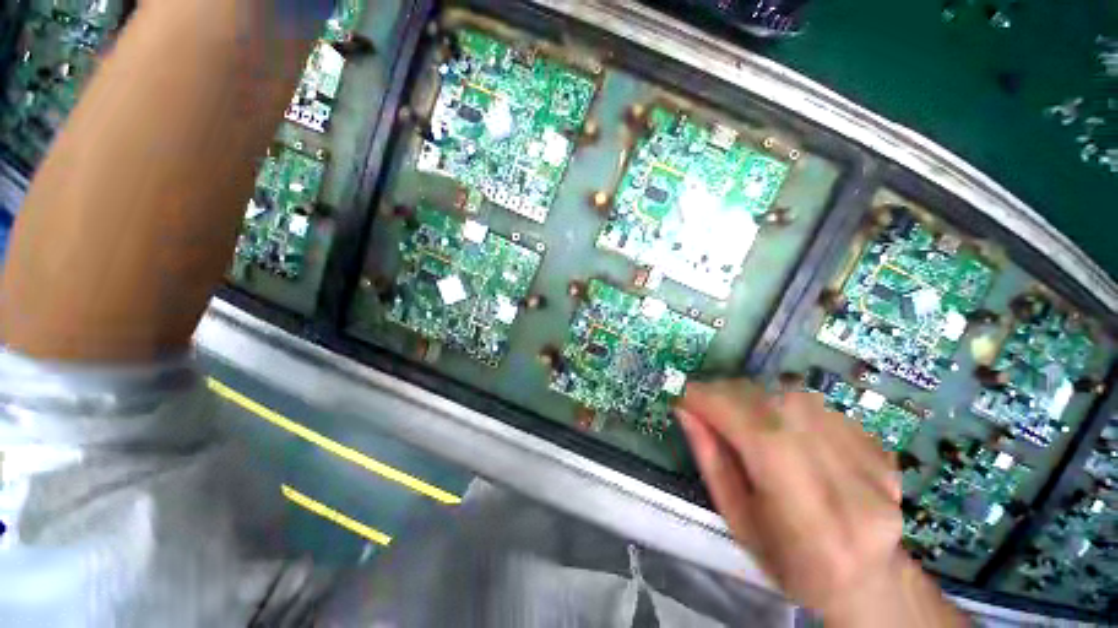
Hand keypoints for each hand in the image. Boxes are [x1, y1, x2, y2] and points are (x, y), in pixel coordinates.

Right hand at [678, 381, 964, 625]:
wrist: (864, 579)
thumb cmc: (788, 561)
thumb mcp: (736, 518)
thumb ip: (710, 459)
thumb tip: (684, 408)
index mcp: (810, 518)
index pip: (761, 435)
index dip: (715, 404)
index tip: (684, 395)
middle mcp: (849, 483)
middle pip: (781, 406)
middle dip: (730, 393)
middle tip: (706, 400)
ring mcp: (872, 460)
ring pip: (797, 396)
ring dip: (754, 394)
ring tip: (737, 410)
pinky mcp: (878, 445)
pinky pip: (816, 402)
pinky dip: (783, 401)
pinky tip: (776, 422)